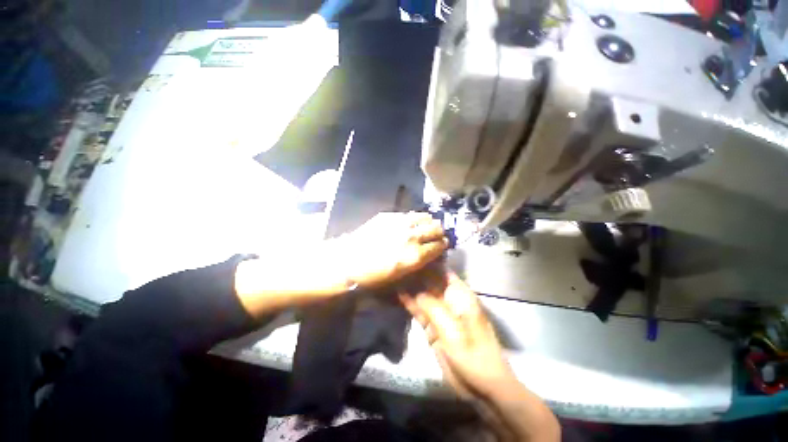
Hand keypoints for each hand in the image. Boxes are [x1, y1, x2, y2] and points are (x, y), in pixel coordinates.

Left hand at [338, 212, 448, 288]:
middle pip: (436, 228)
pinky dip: (415, 218)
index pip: (439, 245)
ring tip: (426, 226)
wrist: (348, 260)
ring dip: (429, 222)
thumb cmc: (373, 275)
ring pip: (425, 217)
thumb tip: (428, 253)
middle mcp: (412, 236)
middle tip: (436, 235)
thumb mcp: (399, 275)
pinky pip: (410, 214)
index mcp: (415, 255)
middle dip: (439, 232)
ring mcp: (400, 223)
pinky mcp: (390, 216)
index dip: (443, 244)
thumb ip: (418, 262)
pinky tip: (411, 222)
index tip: (442, 245)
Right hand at [399, 270, 516, 398]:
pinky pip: (421, 311)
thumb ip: (431, 307)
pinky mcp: (434, 327)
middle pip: (431, 282)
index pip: (443, 272)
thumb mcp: (451, 328)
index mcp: (461, 296)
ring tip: (395, 275)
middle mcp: (450, 300)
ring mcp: (441, 314)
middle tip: (398, 264)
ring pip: (424, 296)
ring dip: (411, 288)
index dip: (429, 263)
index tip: (413, 254)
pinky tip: (399, 294)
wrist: (481, 386)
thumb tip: (413, 290)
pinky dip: (411, 303)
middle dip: (416, 274)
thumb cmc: (471, 353)